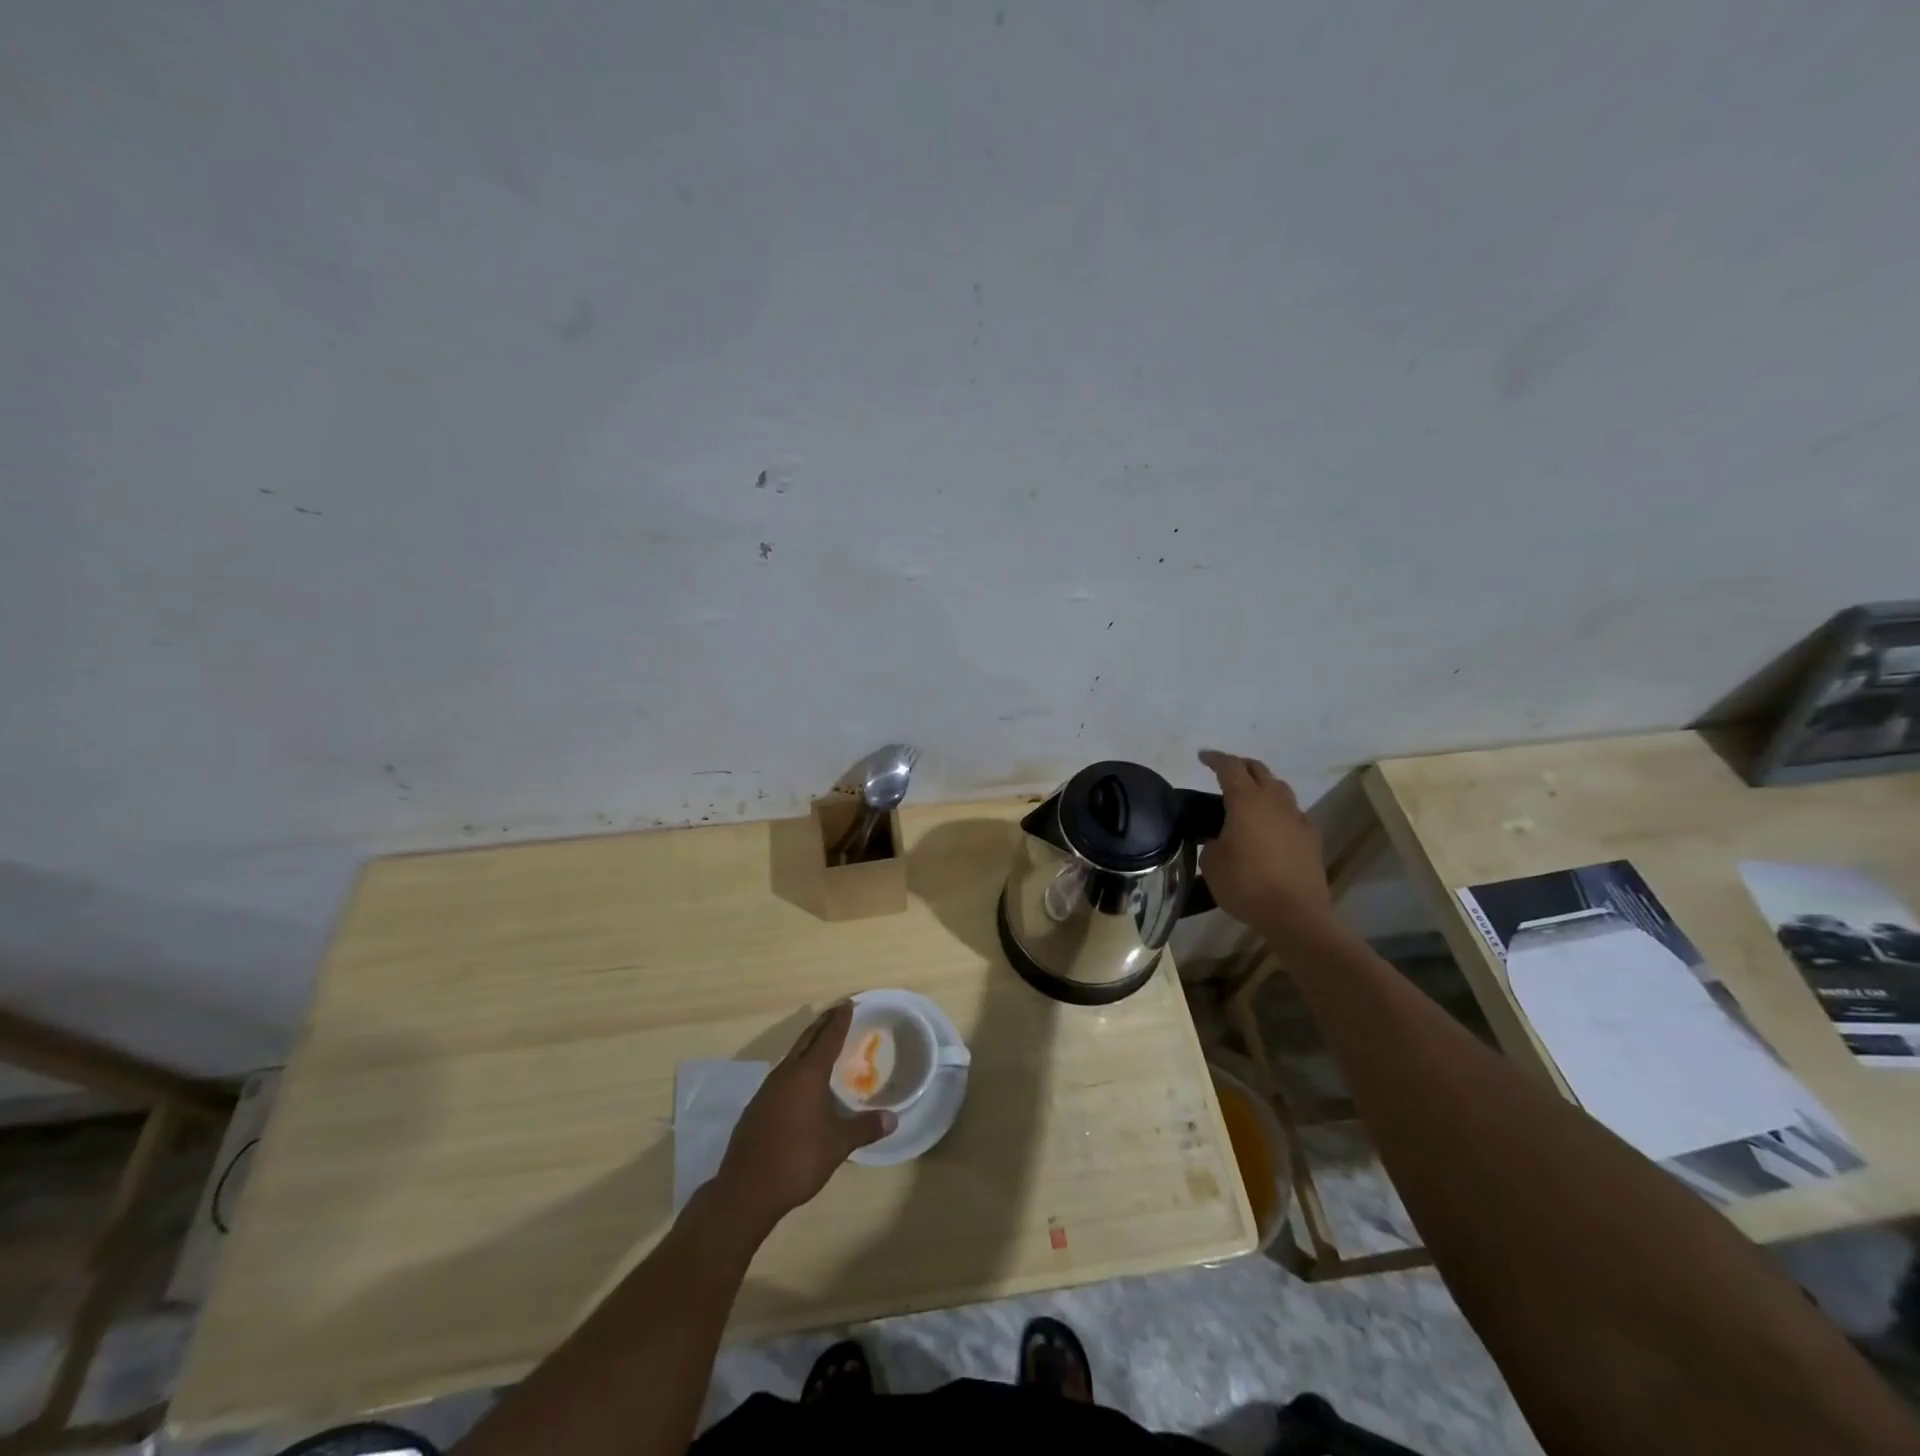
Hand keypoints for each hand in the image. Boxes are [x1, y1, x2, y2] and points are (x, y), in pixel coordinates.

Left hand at [714, 1003, 893, 1231]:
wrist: (746, 1189)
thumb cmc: (797, 1159)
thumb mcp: (838, 1144)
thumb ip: (864, 1128)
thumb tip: (892, 1119)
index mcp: (808, 1074)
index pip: (828, 1038)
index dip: (839, 1020)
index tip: (848, 1004)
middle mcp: (786, 1074)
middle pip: (807, 1040)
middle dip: (823, 1024)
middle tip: (837, 1012)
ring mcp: (767, 1090)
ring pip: (792, 1057)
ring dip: (808, 1046)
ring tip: (821, 1043)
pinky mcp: (757, 1107)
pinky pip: (782, 1076)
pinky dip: (796, 1068)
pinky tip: (800, 1083)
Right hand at [1197, 749, 1335, 944]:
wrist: (1295, 915)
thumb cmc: (1246, 885)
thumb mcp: (1212, 863)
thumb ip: (1212, 842)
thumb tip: (1220, 838)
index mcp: (1245, 800)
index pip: (1229, 767)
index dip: (1214, 759)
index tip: (1202, 757)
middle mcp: (1274, 801)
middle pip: (1258, 770)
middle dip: (1240, 766)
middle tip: (1224, 772)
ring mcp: (1297, 818)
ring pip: (1279, 788)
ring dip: (1262, 785)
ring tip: (1249, 797)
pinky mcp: (1311, 837)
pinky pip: (1293, 813)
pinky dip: (1279, 811)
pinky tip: (1273, 824)